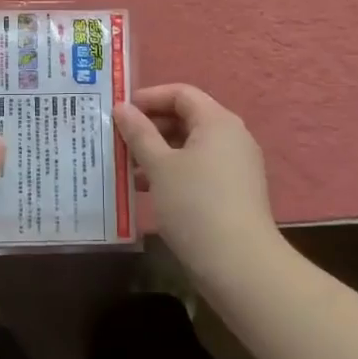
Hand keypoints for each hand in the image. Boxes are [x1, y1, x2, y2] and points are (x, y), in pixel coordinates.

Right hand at [114, 83, 281, 279]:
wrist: (239, 265)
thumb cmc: (195, 204)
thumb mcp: (159, 166)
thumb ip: (139, 133)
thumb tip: (121, 108)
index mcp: (217, 121)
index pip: (181, 93)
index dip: (148, 97)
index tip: (119, 112)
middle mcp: (231, 137)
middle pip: (186, 118)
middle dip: (150, 127)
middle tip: (118, 141)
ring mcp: (236, 166)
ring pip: (190, 146)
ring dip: (158, 152)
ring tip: (127, 168)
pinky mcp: (234, 191)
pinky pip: (198, 169)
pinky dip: (173, 172)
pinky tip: (148, 190)